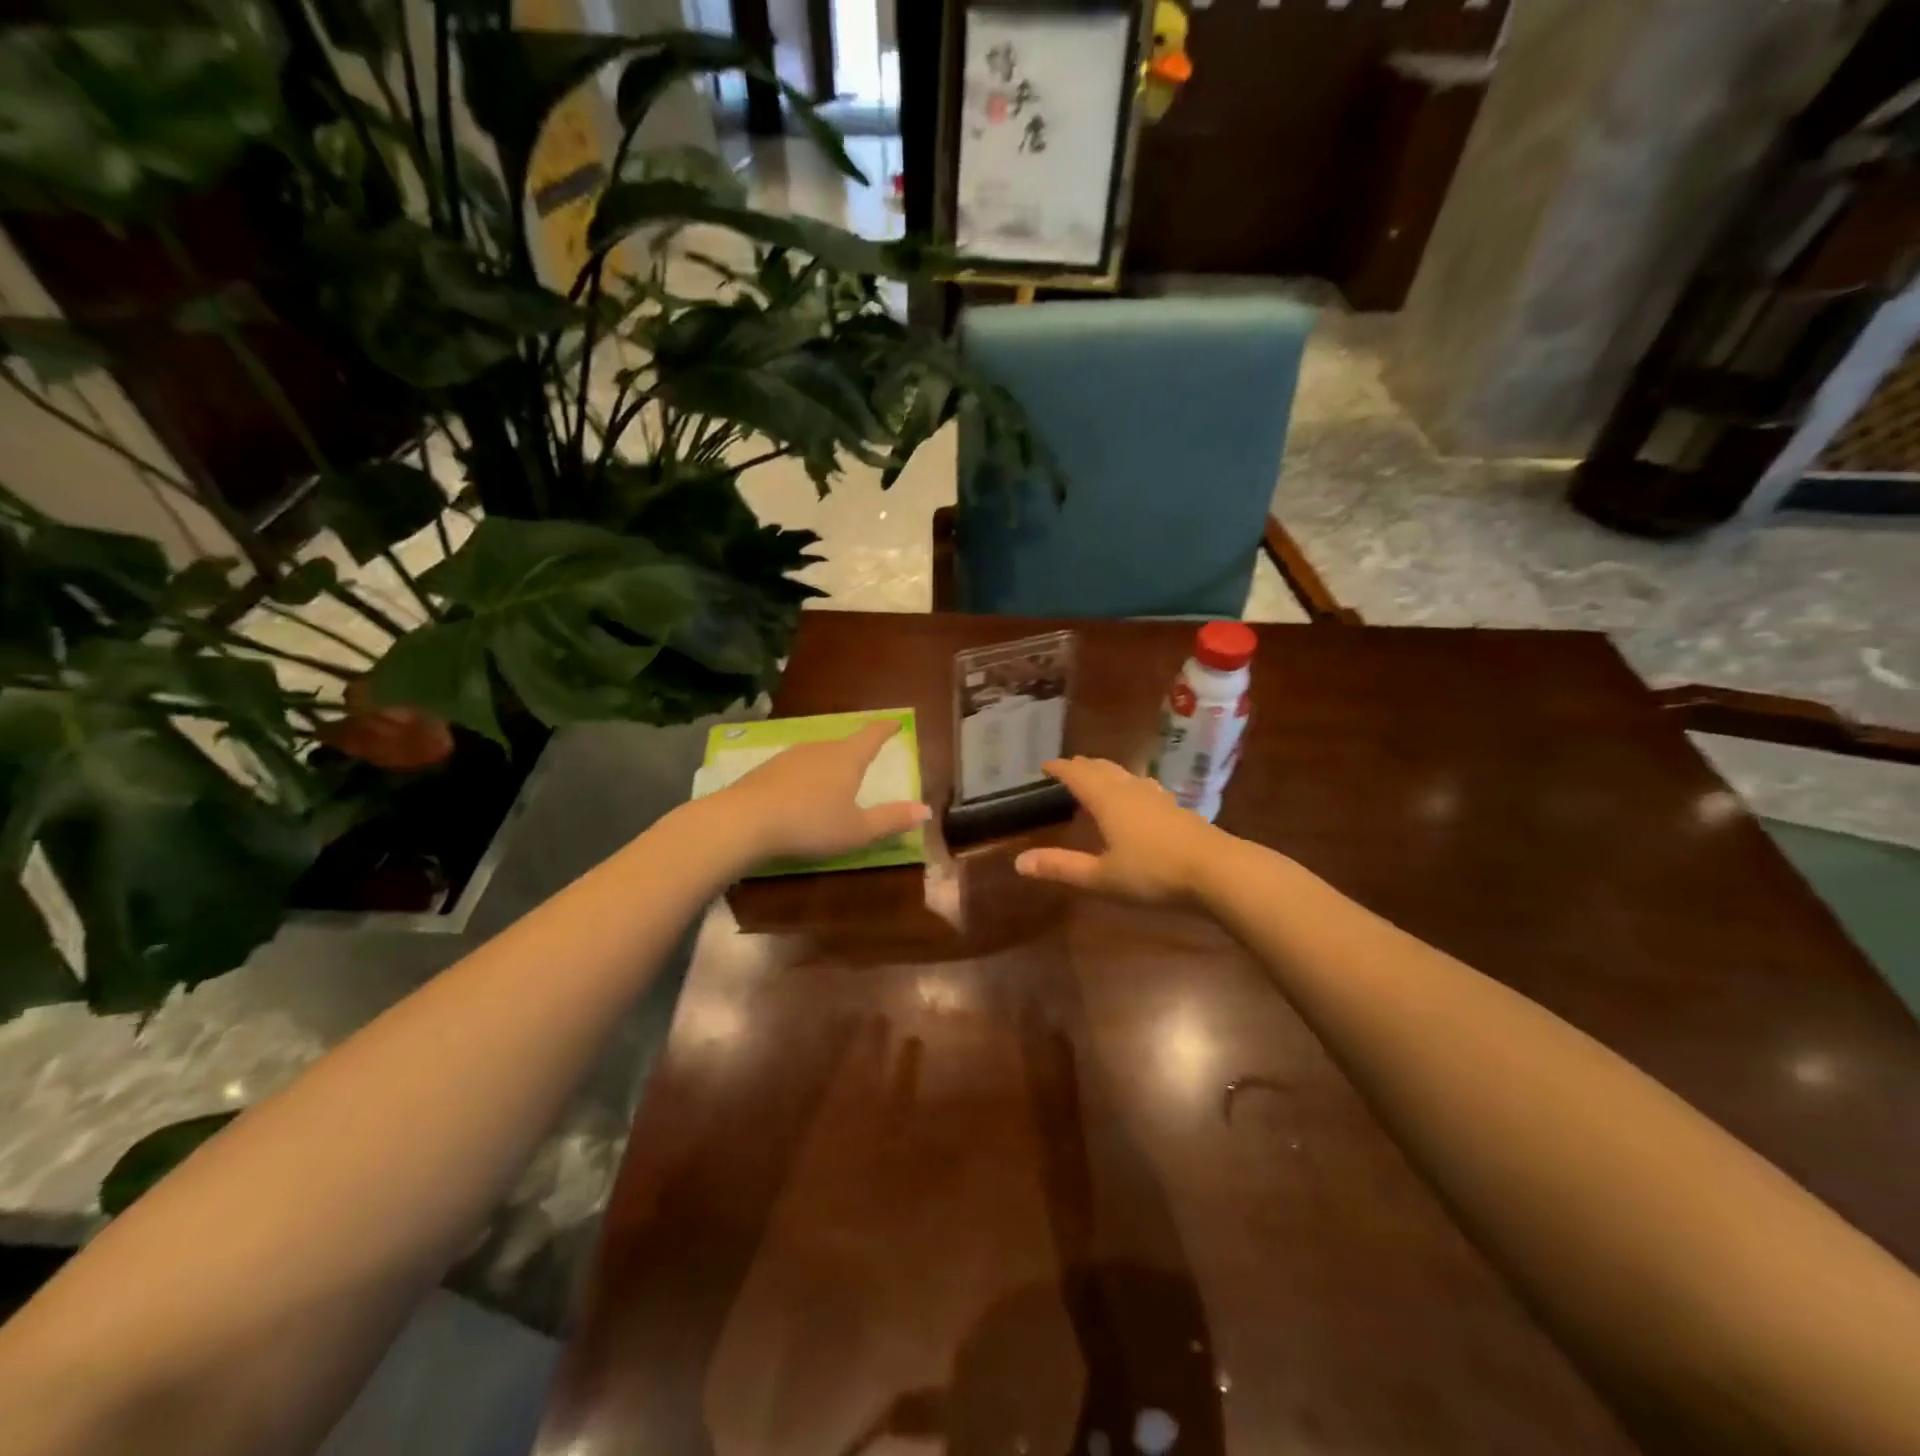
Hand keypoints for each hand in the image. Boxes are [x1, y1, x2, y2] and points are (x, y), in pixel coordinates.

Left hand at [717, 720, 929, 864]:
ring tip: (832, 782)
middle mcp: (820, 749)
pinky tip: (798, 796)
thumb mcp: (857, 830)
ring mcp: (789, 756)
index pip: (872, 735)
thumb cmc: (810, 824)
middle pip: (843, 745)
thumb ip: (891, 819)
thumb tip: (925, 809)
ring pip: (817, 756)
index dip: (886, 729)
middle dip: (856, 752)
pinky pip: (794, 769)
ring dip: (828, 766)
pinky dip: (803, 778)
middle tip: (865, 760)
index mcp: (847, 758)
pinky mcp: (764, 770)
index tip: (896, 722)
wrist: (743, 821)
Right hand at [1014, 757, 1224, 904]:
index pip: (1077, 774)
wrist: (1216, 870)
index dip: (1059, 768)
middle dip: (1081, 766)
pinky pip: (1142, 786)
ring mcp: (1156, 795)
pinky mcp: (1175, 807)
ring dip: (1105, 772)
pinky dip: (1127, 784)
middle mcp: (1130, 789)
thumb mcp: (1101, 877)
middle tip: (1067, 769)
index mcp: (1107, 799)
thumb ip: (1061, 867)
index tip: (1044, 766)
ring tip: (1096, 777)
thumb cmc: (1153, 872)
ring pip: (1124, 774)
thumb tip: (1018, 863)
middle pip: (1101, 768)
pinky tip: (1137, 796)